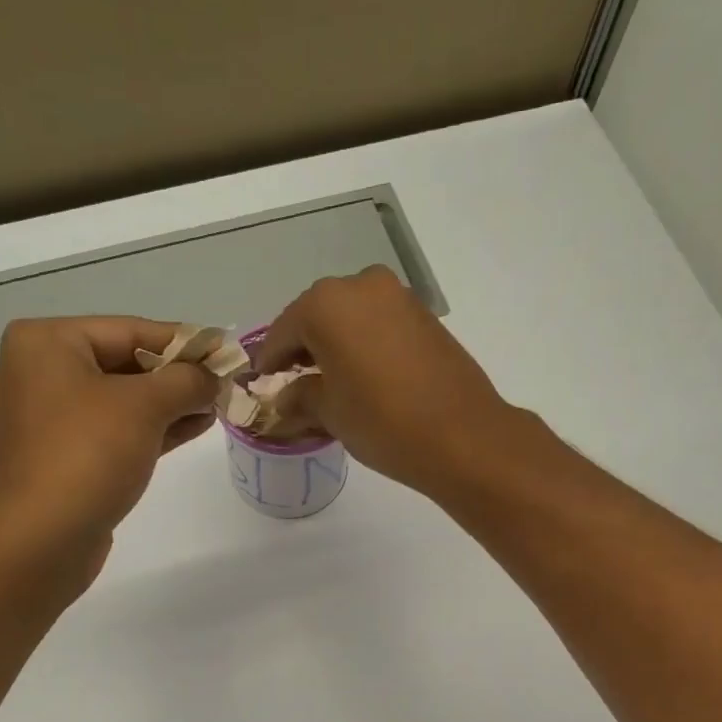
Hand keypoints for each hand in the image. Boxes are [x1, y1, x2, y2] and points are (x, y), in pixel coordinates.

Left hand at [0, 316, 215, 553]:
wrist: (41, 537)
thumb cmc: (88, 454)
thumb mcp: (145, 405)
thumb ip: (186, 381)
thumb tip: (213, 376)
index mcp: (46, 343)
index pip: (129, 330)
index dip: (183, 341)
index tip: (224, 350)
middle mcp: (37, 374)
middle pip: (122, 364)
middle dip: (176, 377)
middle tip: (223, 383)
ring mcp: (46, 420)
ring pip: (119, 402)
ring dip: (168, 405)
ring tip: (215, 407)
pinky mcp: (59, 459)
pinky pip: (111, 432)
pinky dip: (149, 429)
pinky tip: (191, 429)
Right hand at [254, 267, 516, 495]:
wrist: (462, 436)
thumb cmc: (382, 422)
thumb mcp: (329, 412)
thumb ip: (299, 397)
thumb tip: (285, 397)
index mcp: (326, 304)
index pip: (282, 332)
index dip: (268, 362)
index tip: (259, 384)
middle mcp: (360, 286)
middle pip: (316, 317)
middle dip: (301, 349)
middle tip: (292, 384)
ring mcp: (397, 296)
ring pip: (349, 318)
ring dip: (333, 345)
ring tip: (327, 384)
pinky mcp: (423, 315)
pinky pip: (377, 324)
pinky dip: (361, 344)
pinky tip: (360, 376)